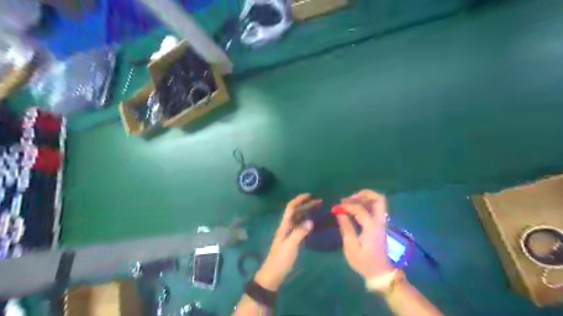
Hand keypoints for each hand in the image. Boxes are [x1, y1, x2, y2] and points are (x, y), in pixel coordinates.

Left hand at [254, 194, 318, 289]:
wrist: (273, 274)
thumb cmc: (280, 259)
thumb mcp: (290, 246)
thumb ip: (299, 233)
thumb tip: (310, 221)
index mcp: (284, 226)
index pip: (291, 208)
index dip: (299, 200)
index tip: (309, 195)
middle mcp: (286, 226)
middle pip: (296, 211)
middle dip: (306, 205)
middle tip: (320, 202)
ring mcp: (289, 233)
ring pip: (299, 218)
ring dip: (307, 212)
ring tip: (319, 210)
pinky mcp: (292, 239)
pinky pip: (300, 226)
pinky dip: (307, 221)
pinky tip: (314, 223)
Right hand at [336, 191, 391, 278]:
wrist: (380, 273)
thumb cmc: (364, 262)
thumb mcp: (351, 247)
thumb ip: (346, 228)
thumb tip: (340, 213)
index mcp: (372, 227)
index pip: (360, 209)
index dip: (347, 205)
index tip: (336, 207)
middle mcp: (380, 221)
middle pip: (378, 199)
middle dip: (363, 194)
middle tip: (349, 198)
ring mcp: (382, 222)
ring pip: (378, 202)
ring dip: (364, 198)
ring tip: (350, 202)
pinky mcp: (380, 225)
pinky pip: (376, 208)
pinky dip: (366, 204)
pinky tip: (355, 209)